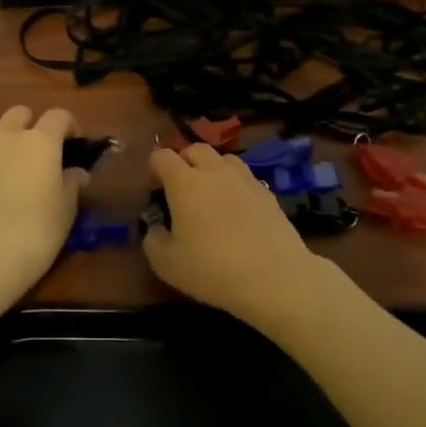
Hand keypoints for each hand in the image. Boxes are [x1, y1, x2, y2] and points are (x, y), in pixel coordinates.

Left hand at [0, 105, 86, 310]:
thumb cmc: (35, 233)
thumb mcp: (66, 211)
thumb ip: (71, 184)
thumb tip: (75, 172)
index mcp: (40, 143)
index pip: (59, 116)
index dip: (69, 127)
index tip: (74, 146)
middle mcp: (6, 138)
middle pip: (20, 114)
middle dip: (32, 126)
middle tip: (40, 156)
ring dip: (6, 144)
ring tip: (12, 173)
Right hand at [142, 144, 328, 327]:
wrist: (273, 277)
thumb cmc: (212, 270)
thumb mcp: (166, 264)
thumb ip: (153, 240)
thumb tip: (157, 228)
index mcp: (185, 183)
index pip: (162, 156)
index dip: (154, 168)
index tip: (154, 189)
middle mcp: (215, 172)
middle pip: (195, 149)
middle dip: (183, 162)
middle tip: (181, 189)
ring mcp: (245, 179)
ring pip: (224, 158)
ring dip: (212, 168)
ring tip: (211, 194)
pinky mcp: (268, 192)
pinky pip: (245, 177)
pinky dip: (235, 184)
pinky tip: (236, 209)